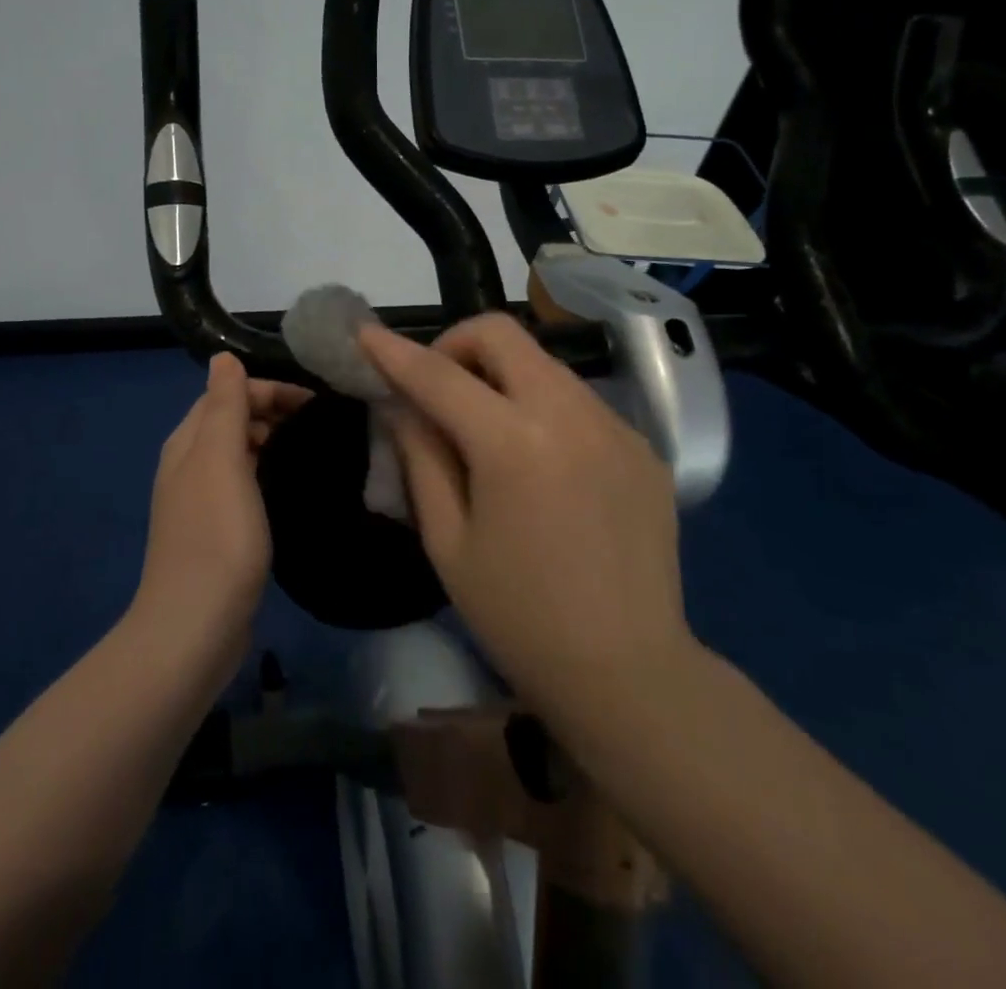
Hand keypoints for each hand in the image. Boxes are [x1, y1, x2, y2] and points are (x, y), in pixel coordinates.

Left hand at [133, 353, 310, 684]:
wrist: (195, 626)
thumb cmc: (216, 536)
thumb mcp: (221, 460)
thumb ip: (224, 406)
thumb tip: (223, 357)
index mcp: (188, 442)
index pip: (229, 393)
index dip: (270, 389)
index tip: (317, 402)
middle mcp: (190, 464)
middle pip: (233, 420)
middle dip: (275, 412)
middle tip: (324, 424)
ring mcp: (202, 500)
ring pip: (241, 452)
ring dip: (274, 441)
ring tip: (316, 448)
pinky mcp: (218, 531)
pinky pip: (246, 484)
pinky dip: (269, 472)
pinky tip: (293, 484)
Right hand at [359, 315, 691, 731]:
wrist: (630, 674)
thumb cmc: (519, 617)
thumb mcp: (448, 541)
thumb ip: (421, 457)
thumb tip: (401, 404)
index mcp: (514, 444)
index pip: (439, 375)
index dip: (393, 351)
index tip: (363, 333)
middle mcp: (570, 415)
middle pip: (502, 334)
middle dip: (455, 345)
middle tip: (436, 388)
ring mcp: (615, 425)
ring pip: (542, 361)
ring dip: (500, 374)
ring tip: (485, 427)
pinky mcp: (642, 444)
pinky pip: (577, 398)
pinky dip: (541, 406)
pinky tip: (538, 461)